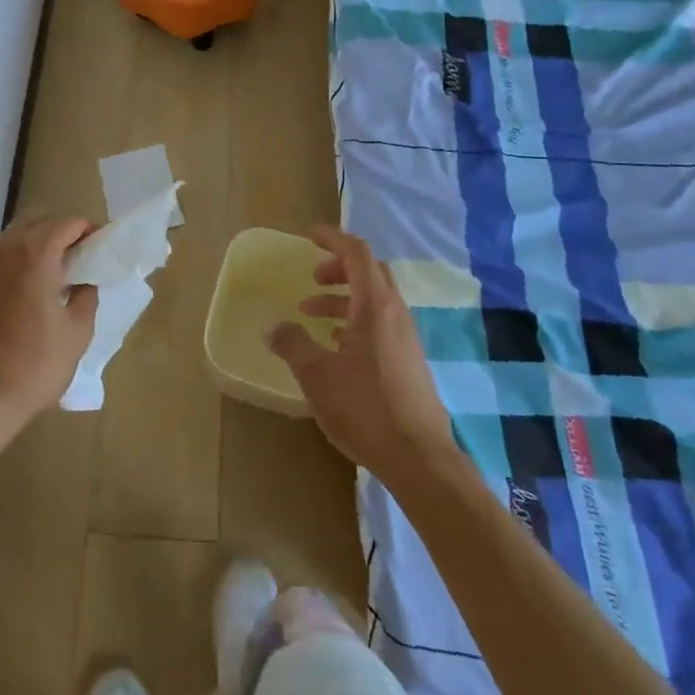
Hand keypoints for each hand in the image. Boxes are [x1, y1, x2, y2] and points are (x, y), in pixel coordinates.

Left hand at [0, 214, 98, 437]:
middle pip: (38, 221)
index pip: (67, 223)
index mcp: (36, 254)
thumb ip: (86, 296)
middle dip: (61, 230)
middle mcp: (5, 250)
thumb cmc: (35, 364)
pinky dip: (17, 261)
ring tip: (56, 271)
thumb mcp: (77, 332)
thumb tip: (85, 282)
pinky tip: (28, 289)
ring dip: (37, 243)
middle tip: (80, 254)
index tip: (101, 245)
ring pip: (14, 236)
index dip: (87, 229)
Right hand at [268, 225, 457, 481]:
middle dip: (338, 268)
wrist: (420, 459)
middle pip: (369, 272)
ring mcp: (406, 338)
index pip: (357, 253)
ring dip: (343, 298)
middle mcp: (395, 313)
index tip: (308, 236)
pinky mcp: (409, 361)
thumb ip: (292, 344)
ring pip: (374, 300)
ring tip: (312, 316)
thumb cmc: (365, 408)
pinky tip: (336, 347)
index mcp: (375, 306)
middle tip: (312, 279)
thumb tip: (274, 327)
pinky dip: (356, 320)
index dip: (332, 238)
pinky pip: (380, 323)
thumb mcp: (316, 375)